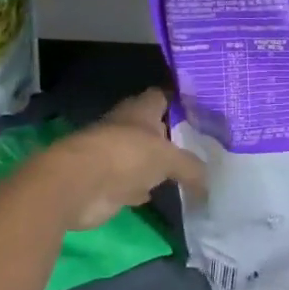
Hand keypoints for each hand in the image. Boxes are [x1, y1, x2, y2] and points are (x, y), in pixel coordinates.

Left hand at [28, 89, 205, 231]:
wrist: (79, 185)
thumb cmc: (126, 156)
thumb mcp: (168, 158)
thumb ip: (191, 167)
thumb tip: (209, 182)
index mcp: (141, 109)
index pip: (164, 96)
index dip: (182, 101)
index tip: (205, 110)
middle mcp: (128, 127)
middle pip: (156, 127)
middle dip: (175, 136)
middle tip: (205, 145)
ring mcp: (116, 155)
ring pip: (145, 156)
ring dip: (160, 164)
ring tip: (192, 171)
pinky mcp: (109, 182)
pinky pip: (135, 183)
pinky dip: (147, 188)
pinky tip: (166, 194)